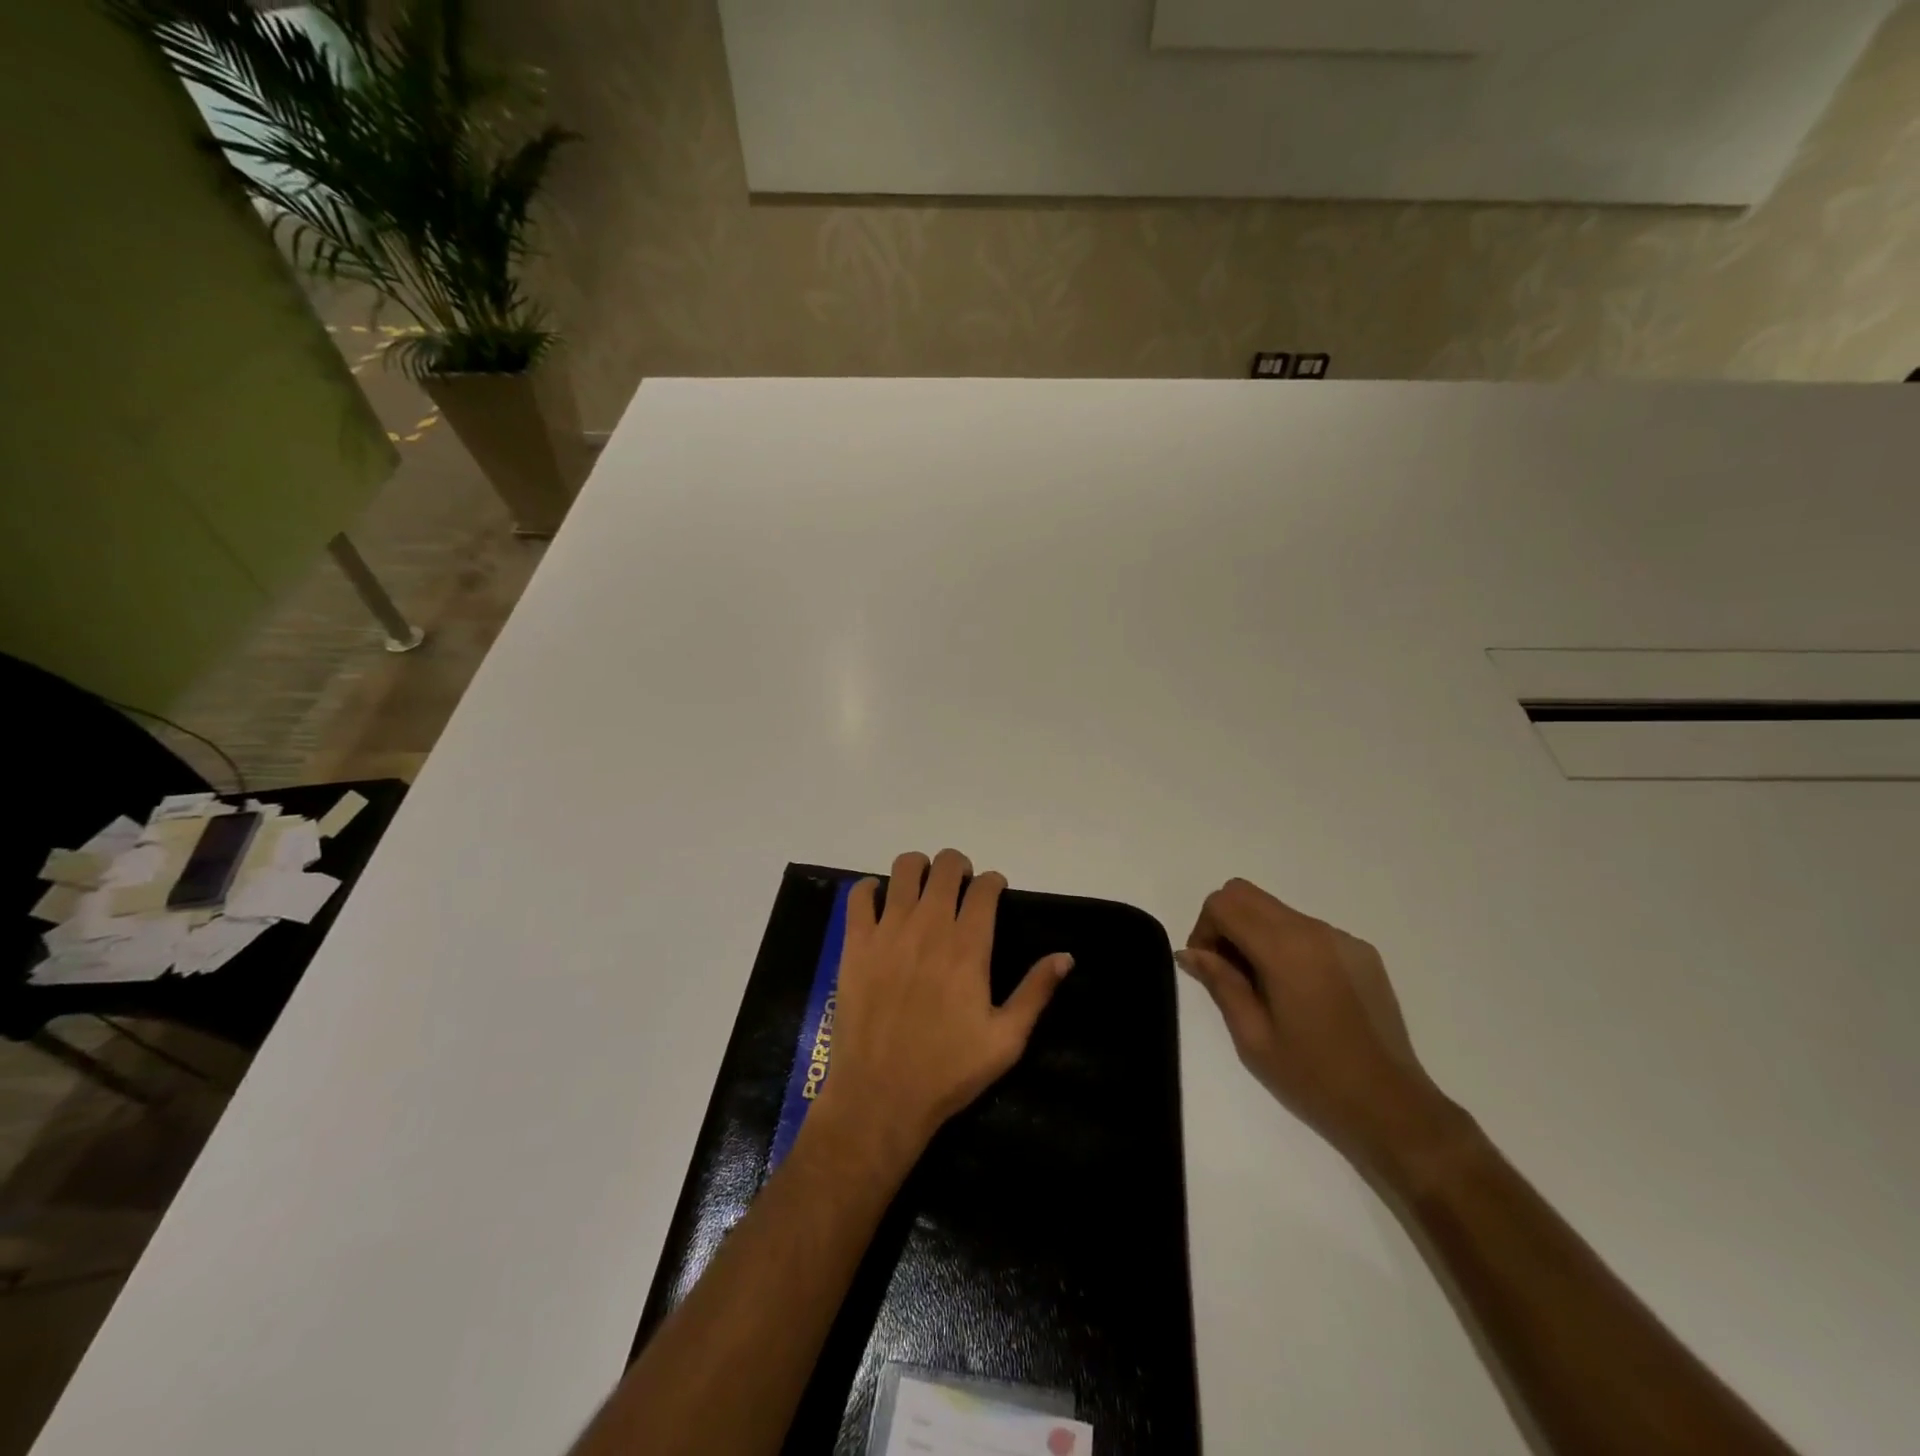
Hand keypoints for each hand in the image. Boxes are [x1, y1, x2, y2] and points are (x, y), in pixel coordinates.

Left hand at [810, 849, 1072, 1172]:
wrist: (880, 1097)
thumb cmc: (948, 1071)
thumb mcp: (1005, 1040)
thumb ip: (1036, 992)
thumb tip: (1066, 956)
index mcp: (968, 947)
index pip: (984, 887)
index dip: (993, 882)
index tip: (994, 893)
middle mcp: (929, 927)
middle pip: (945, 866)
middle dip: (958, 867)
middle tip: (960, 888)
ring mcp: (888, 931)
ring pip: (904, 869)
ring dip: (919, 869)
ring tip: (923, 889)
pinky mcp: (855, 943)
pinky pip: (859, 895)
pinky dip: (870, 889)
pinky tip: (880, 902)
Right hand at [1177, 879, 1461, 1175]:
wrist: (1393, 1108)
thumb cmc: (1313, 1077)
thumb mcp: (1252, 1036)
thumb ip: (1220, 982)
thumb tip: (1190, 952)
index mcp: (1284, 948)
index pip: (1223, 904)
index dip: (1204, 929)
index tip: (1208, 969)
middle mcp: (1314, 929)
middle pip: (1247, 894)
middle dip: (1225, 923)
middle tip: (1228, 972)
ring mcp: (1342, 938)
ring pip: (1277, 910)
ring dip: (1256, 934)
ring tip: (1265, 988)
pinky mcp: (1362, 952)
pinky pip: (1308, 930)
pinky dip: (1288, 946)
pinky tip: (1300, 993)